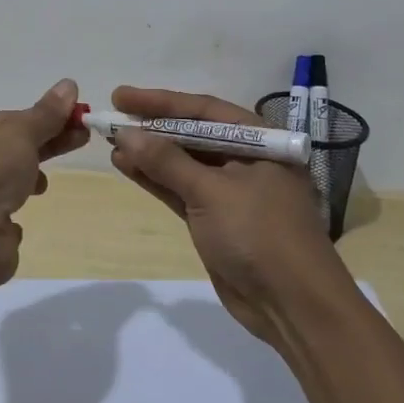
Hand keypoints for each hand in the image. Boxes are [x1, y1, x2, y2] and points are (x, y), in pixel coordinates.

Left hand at [0, 79, 89, 288]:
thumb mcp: (20, 131)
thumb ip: (46, 113)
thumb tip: (69, 85)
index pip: (2, 119)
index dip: (38, 118)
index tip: (71, 118)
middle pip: (6, 149)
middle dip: (43, 144)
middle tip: (81, 137)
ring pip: (3, 182)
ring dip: (27, 179)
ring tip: (42, 185)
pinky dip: (11, 214)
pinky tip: (17, 216)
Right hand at [107, 85, 351, 345]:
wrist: (293, 306)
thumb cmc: (260, 234)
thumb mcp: (212, 192)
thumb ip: (167, 161)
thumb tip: (126, 133)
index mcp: (260, 141)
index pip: (204, 111)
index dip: (161, 101)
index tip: (121, 96)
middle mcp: (246, 159)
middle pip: (192, 134)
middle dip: (153, 126)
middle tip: (111, 116)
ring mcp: (230, 191)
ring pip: (183, 163)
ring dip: (149, 153)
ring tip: (111, 141)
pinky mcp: (216, 219)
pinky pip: (180, 190)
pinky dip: (155, 179)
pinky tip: (126, 166)